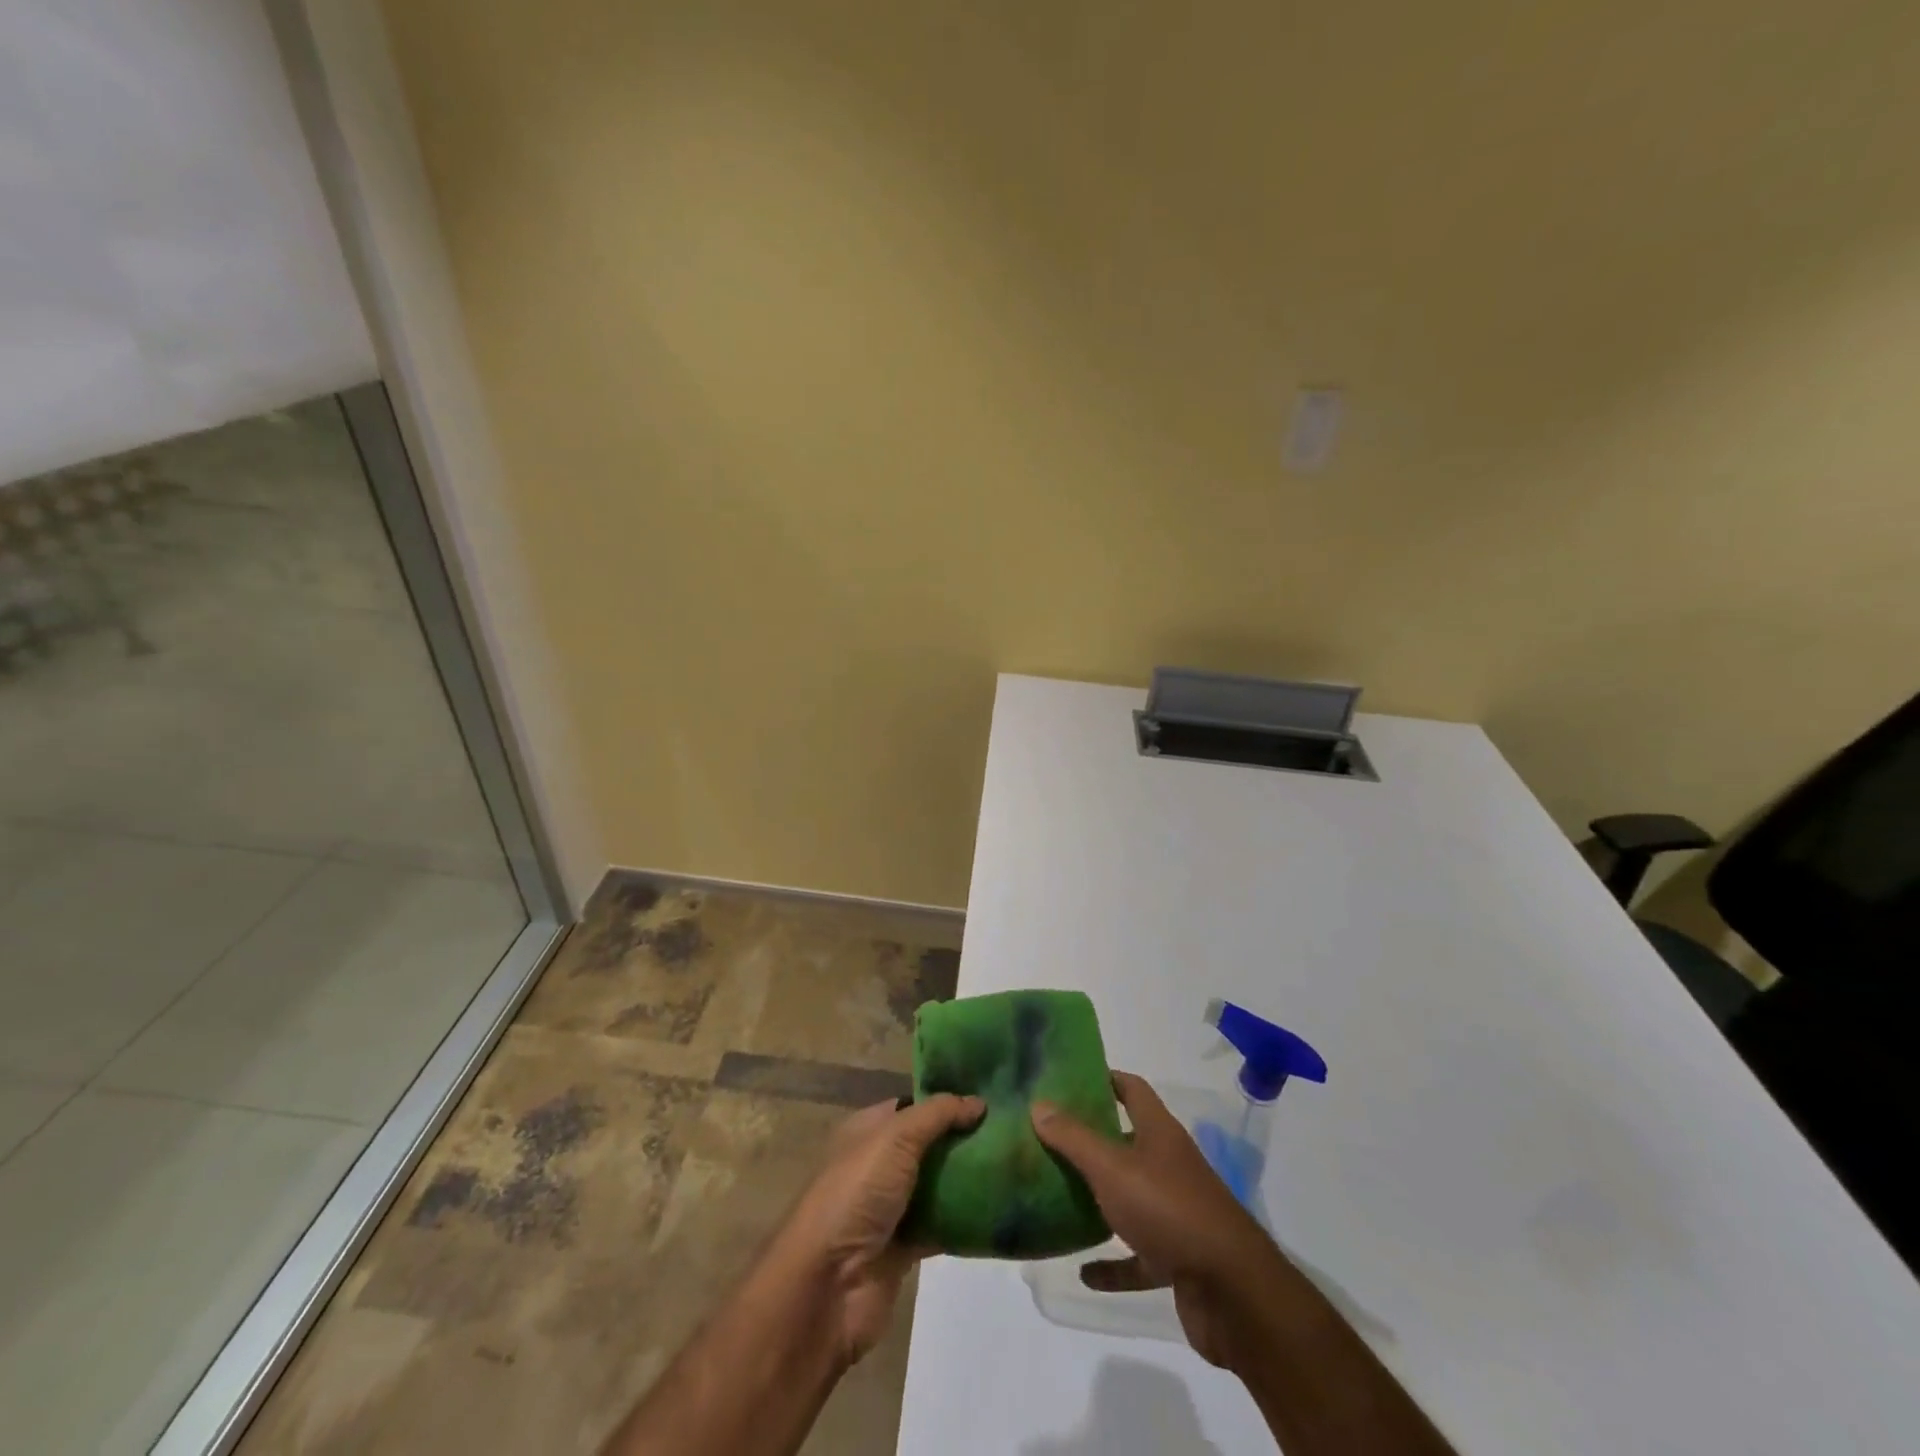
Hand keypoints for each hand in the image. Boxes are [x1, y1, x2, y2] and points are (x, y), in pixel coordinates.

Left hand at [775, 1093, 984, 1364]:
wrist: (826, 1287)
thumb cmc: (855, 1195)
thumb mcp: (895, 1138)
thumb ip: (937, 1115)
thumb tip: (978, 1102)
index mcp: (867, 1131)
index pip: (912, 1105)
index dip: (946, 1100)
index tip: (988, 1097)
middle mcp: (878, 1165)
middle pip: (929, 1145)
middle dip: (963, 1138)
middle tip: (1011, 1129)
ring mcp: (891, 1208)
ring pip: (938, 1185)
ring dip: (968, 1179)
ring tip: (1013, 1163)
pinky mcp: (904, 1248)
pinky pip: (942, 1225)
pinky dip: (966, 1219)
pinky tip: (1000, 1208)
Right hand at [1032, 1072, 1283, 1368]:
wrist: (1232, 1292)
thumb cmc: (1168, 1209)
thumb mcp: (1111, 1167)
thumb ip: (1074, 1137)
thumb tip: (1039, 1104)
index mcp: (1159, 1133)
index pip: (1132, 1089)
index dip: (1104, 1078)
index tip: (1068, 1078)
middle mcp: (1169, 1165)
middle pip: (1128, 1141)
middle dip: (1093, 1138)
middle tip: (1049, 1136)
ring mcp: (1176, 1212)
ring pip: (1131, 1197)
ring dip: (1100, 1199)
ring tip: (1059, 1195)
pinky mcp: (1177, 1258)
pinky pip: (1138, 1257)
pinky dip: (1113, 1263)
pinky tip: (1084, 1271)